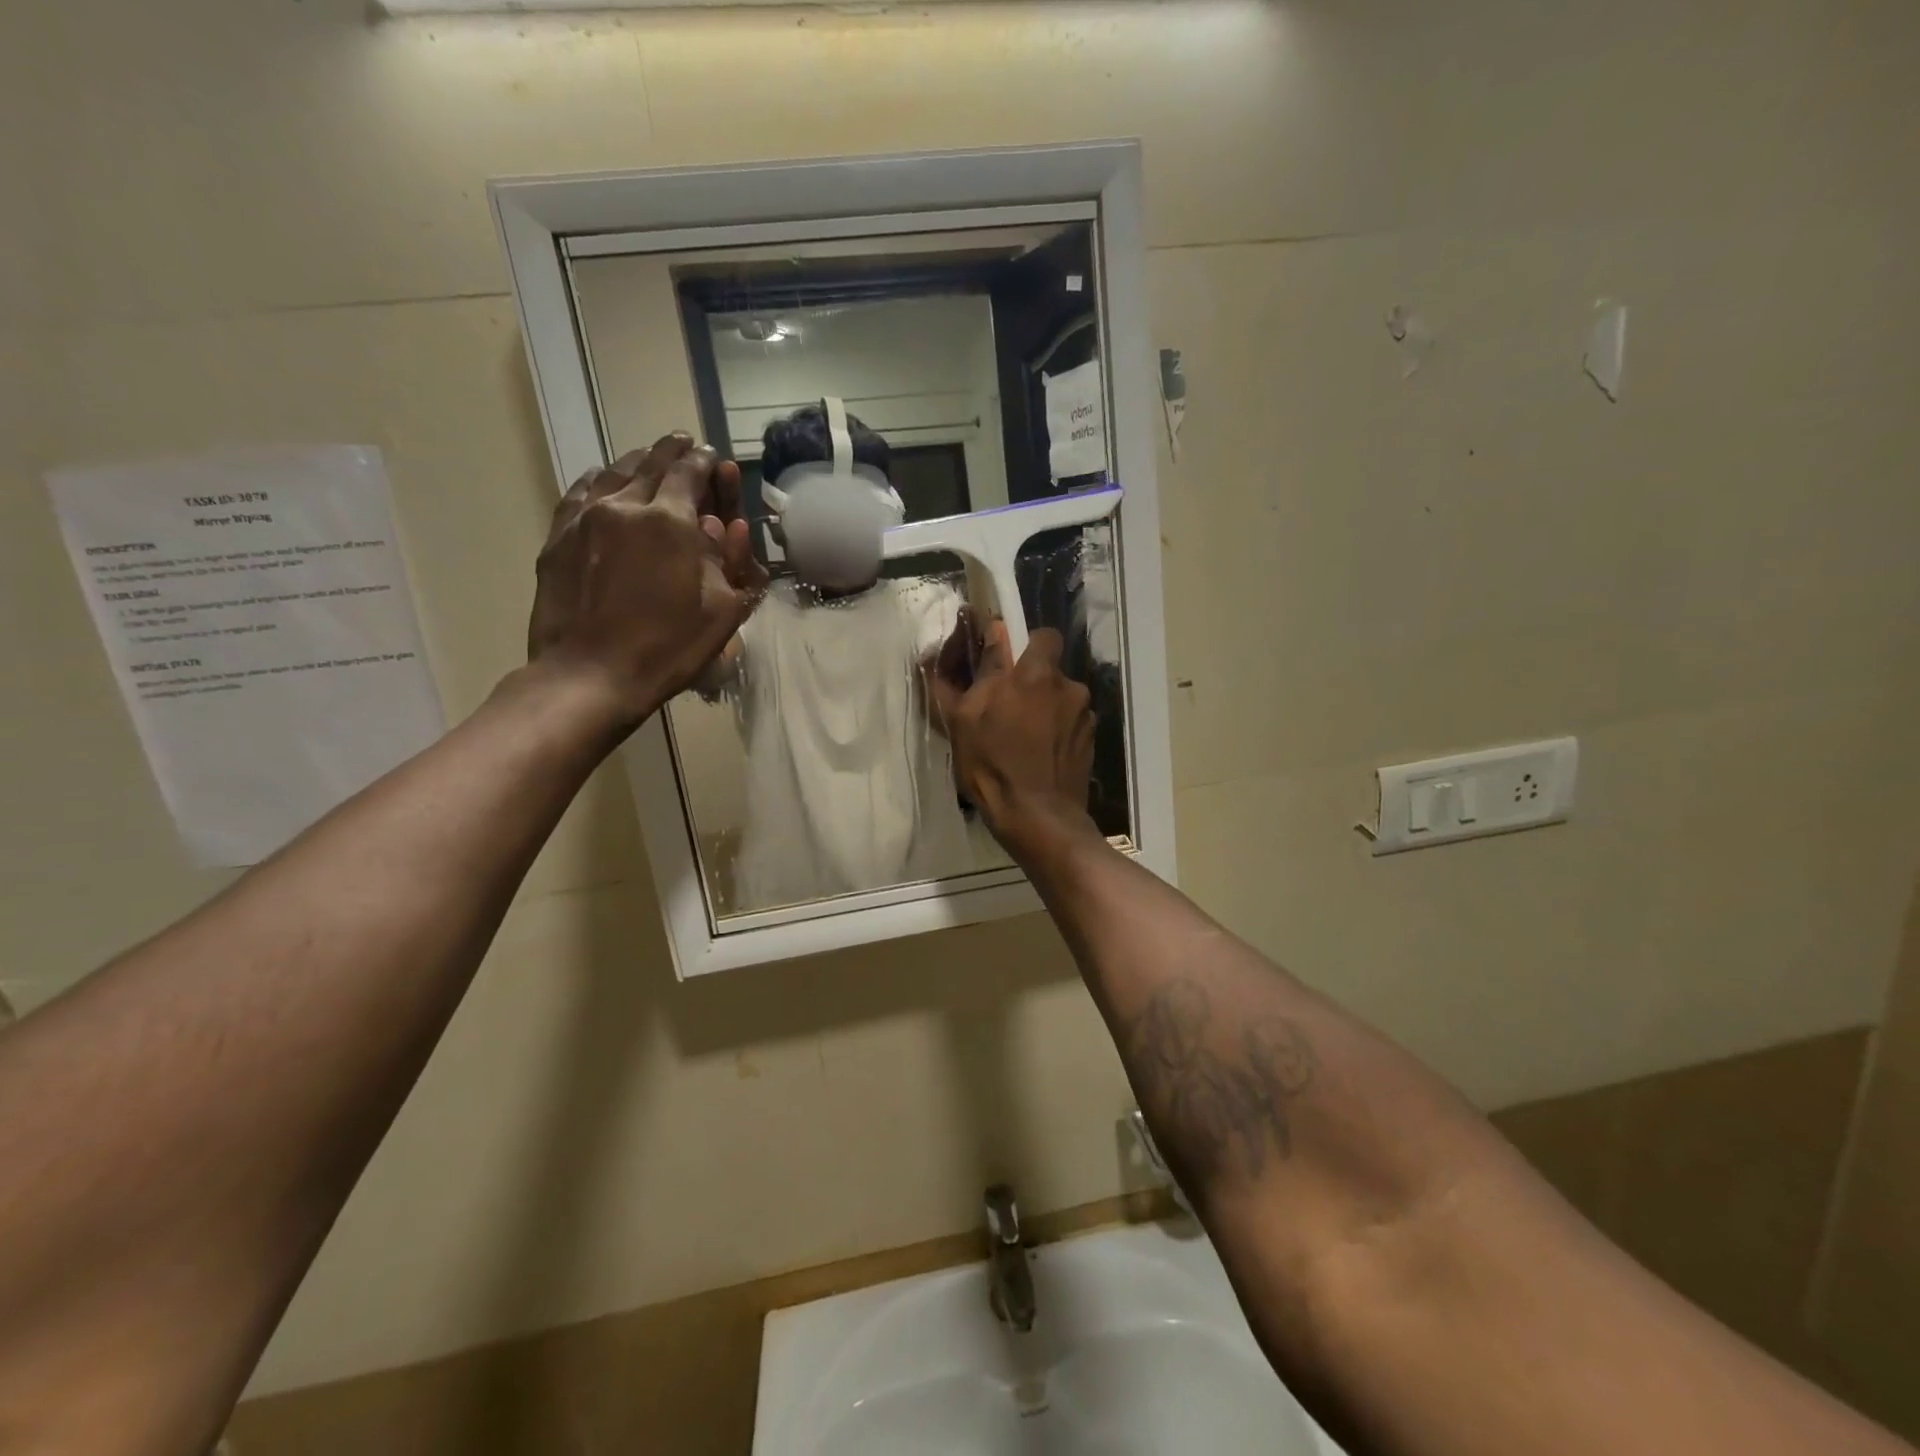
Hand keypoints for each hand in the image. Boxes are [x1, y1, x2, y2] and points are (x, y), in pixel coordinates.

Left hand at [527, 433, 766, 731]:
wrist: (591, 674)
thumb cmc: (668, 648)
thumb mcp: (724, 612)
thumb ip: (732, 563)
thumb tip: (728, 527)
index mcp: (671, 521)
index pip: (691, 472)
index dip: (706, 461)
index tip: (713, 457)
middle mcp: (626, 505)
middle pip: (652, 463)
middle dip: (674, 452)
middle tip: (686, 445)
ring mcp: (586, 517)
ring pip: (615, 471)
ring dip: (638, 461)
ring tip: (650, 459)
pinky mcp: (559, 536)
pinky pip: (581, 492)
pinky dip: (600, 480)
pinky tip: (604, 481)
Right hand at [929, 621, 1096, 853]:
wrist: (1038, 817)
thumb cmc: (992, 766)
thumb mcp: (964, 719)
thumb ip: (973, 672)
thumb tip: (976, 638)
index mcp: (1035, 674)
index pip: (1042, 635)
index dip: (1024, 643)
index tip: (1007, 663)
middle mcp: (1067, 686)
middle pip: (1051, 668)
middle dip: (1033, 680)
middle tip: (1010, 706)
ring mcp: (1084, 714)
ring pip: (1061, 696)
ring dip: (1046, 707)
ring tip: (1025, 738)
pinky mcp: (1091, 740)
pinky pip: (1071, 722)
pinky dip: (1058, 730)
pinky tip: (1041, 754)